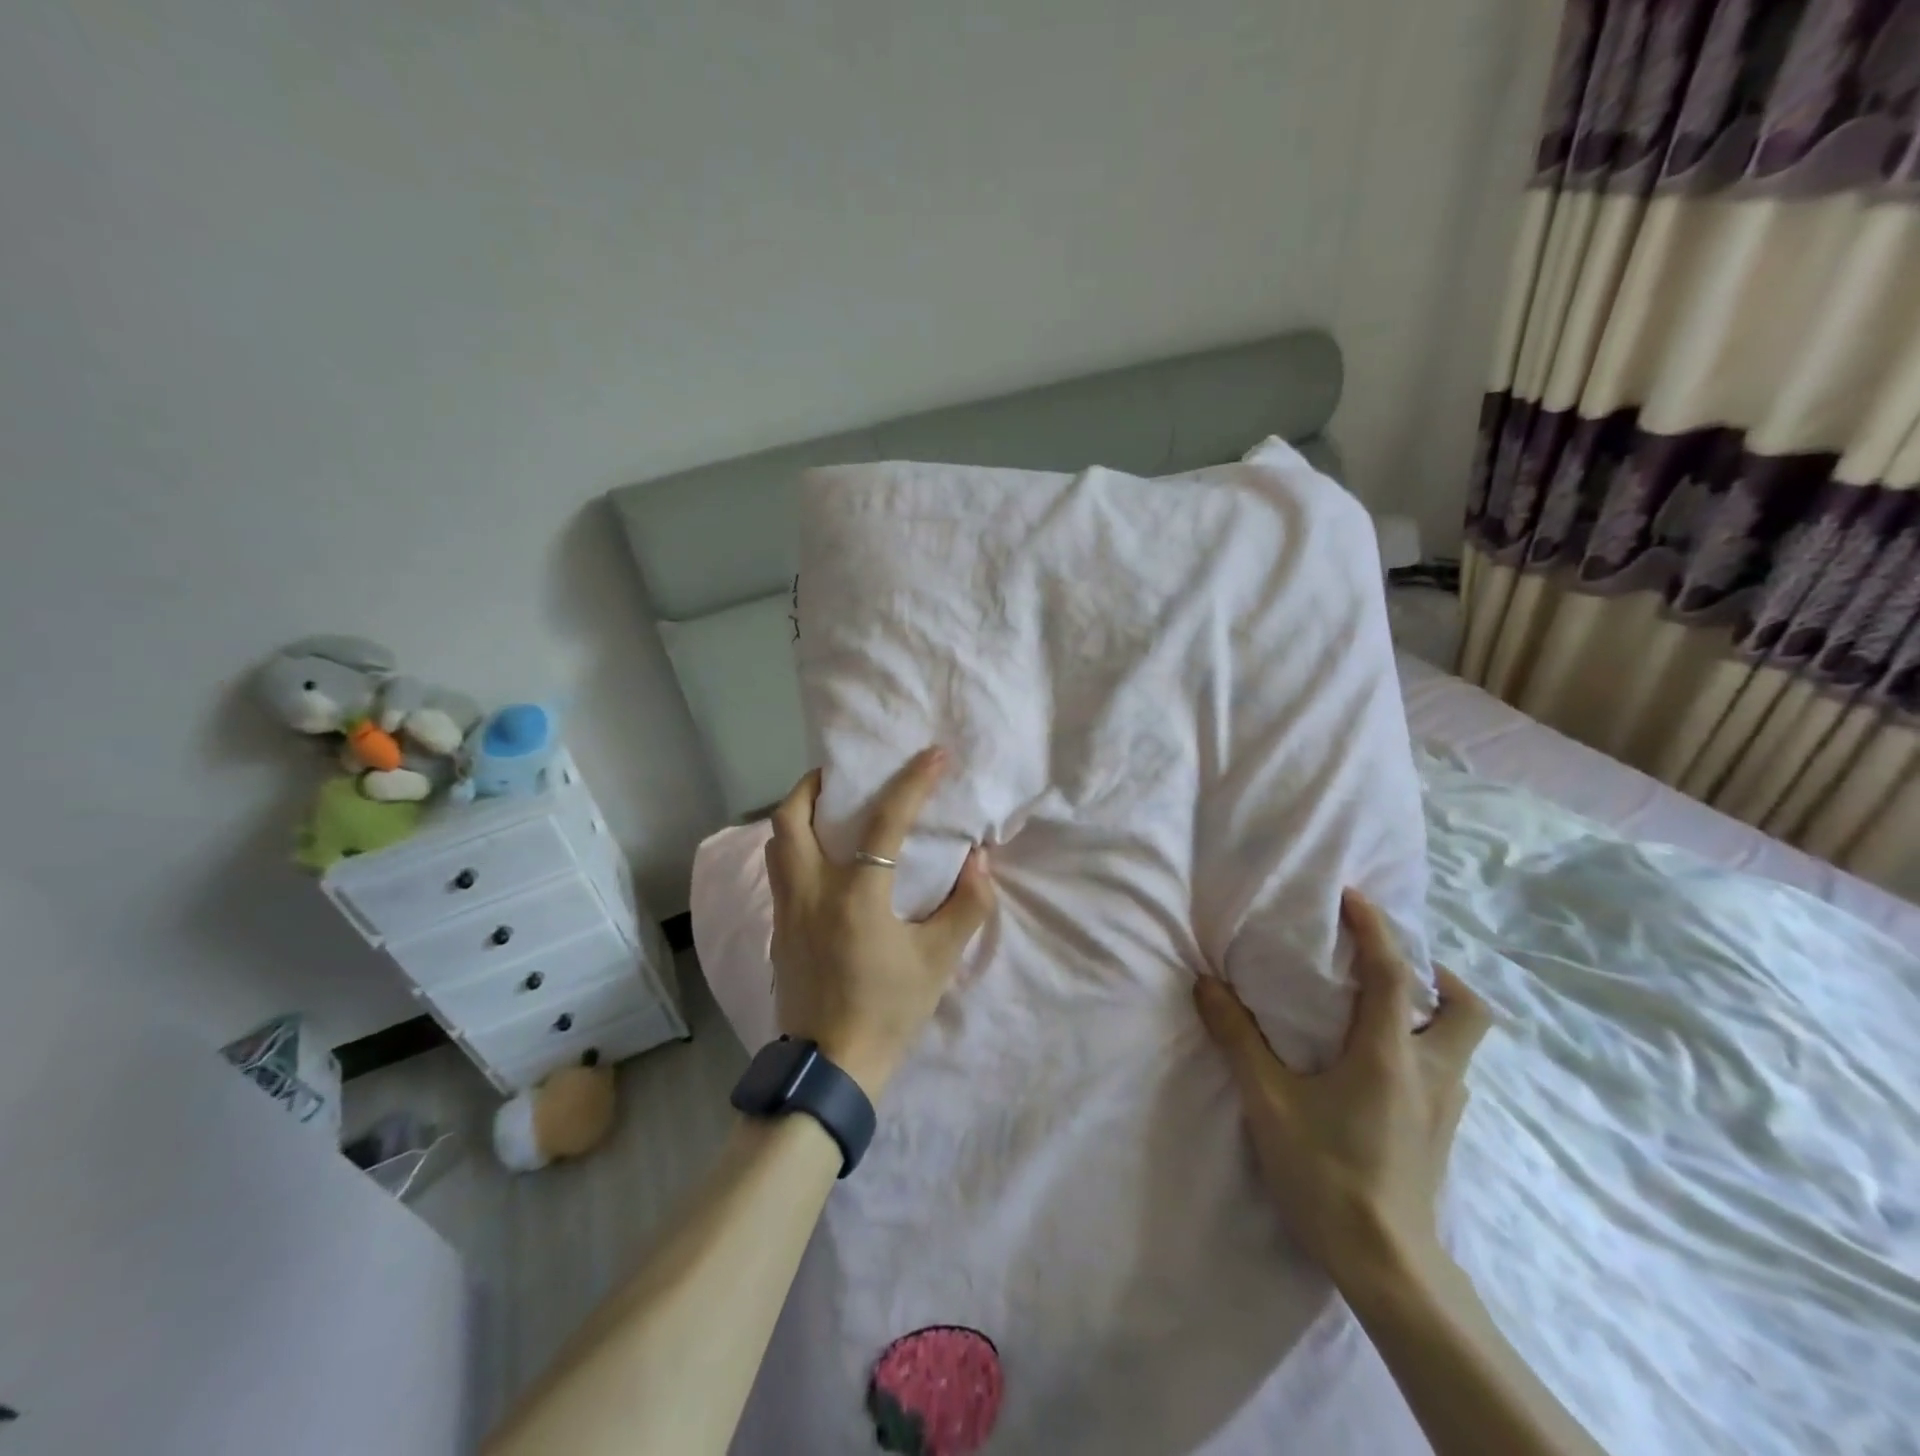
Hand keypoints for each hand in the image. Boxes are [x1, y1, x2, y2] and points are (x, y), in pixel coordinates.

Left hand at [766, 747, 995, 1099]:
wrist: (830, 1068)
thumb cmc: (888, 1010)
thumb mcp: (939, 960)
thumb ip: (966, 905)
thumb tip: (978, 861)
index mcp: (855, 895)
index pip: (884, 822)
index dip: (913, 782)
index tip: (933, 755)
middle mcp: (810, 891)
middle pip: (792, 817)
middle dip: (814, 785)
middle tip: (842, 777)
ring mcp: (786, 911)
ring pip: (776, 843)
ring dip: (798, 815)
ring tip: (828, 811)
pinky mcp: (778, 932)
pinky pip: (778, 872)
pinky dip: (794, 849)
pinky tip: (821, 863)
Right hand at [1193, 889, 1491, 1291]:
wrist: (1387, 1266)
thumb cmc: (1326, 1173)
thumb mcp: (1269, 1102)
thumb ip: (1237, 1038)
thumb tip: (1205, 985)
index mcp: (1390, 1053)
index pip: (1393, 972)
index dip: (1375, 928)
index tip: (1352, 897)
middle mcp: (1431, 1071)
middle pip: (1466, 1007)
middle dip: (1438, 973)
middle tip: (1389, 964)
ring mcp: (1445, 1106)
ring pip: (1461, 1041)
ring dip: (1431, 1010)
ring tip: (1380, 1007)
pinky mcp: (1443, 1133)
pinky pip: (1446, 1068)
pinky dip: (1423, 1045)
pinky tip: (1381, 1063)